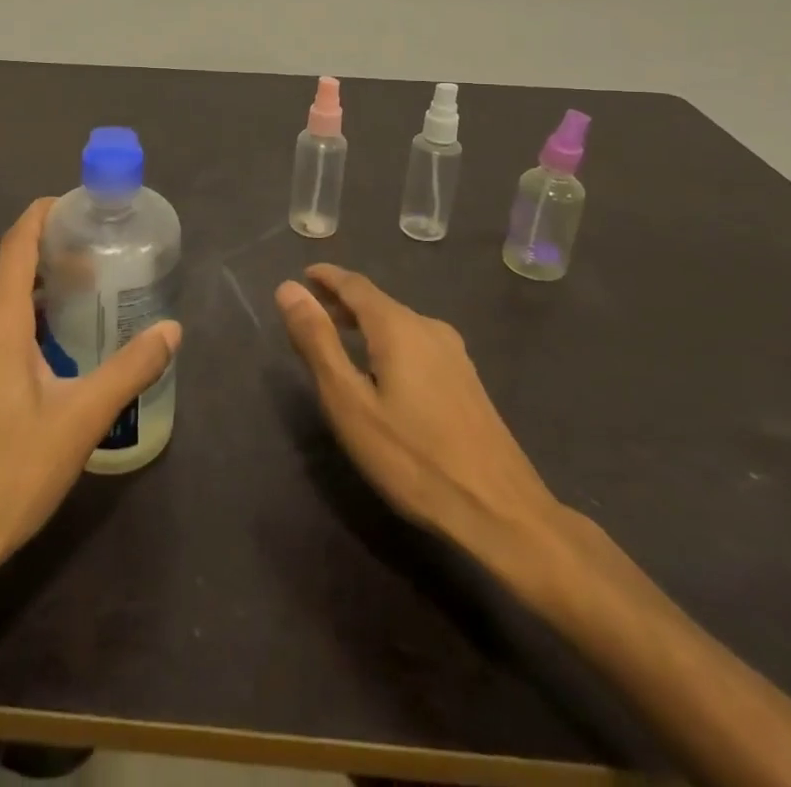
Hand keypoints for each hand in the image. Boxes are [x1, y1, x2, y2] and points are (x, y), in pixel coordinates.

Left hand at [0, 197, 181, 591]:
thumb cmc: (8, 476)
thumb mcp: (80, 421)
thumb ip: (130, 369)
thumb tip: (172, 330)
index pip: (17, 242)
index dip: (44, 214)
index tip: (78, 206)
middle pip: (10, 275)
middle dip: (52, 265)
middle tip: (100, 272)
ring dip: (34, 302)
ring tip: (79, 315)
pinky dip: (13, 330)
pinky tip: (41, 364)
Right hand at [275, 263, 565, 576]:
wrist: (502, 513)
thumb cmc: (413, 458)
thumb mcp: (349, 402)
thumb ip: (317, 342)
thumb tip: (288, 288)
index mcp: (398, 327)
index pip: (355, 285)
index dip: (326, 277)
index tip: (303, 275)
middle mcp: (429, 328)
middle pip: (378, 302)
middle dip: (343, 302)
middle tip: (311, 311)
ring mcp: (454, 355)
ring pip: (399, 324)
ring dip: (365, 324)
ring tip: (339, 339)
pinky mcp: (467, 381)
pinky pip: (417, 344)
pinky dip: (388, 343)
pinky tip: (382, 372)